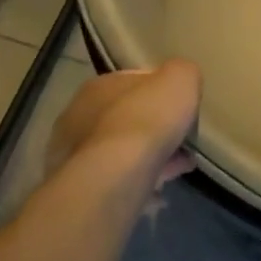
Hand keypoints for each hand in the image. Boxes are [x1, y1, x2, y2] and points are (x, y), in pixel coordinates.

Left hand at [44, 60, 201, 184]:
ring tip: (179, 166)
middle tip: (183, 140)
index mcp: (100, 85)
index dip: (163, 93)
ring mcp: (76, 153)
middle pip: (128, 117)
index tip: (183, 108)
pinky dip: (141, 179)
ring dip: (150, 155)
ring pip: (123, 150)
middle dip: (156, 127)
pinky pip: (120, 177)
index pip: (135, 81)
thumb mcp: (181, 79)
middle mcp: (80, 116)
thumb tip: (181, 82)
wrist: (116, 176)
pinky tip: (162, 187)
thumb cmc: (147, 119)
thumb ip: (183, 74)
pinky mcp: (83, 185)